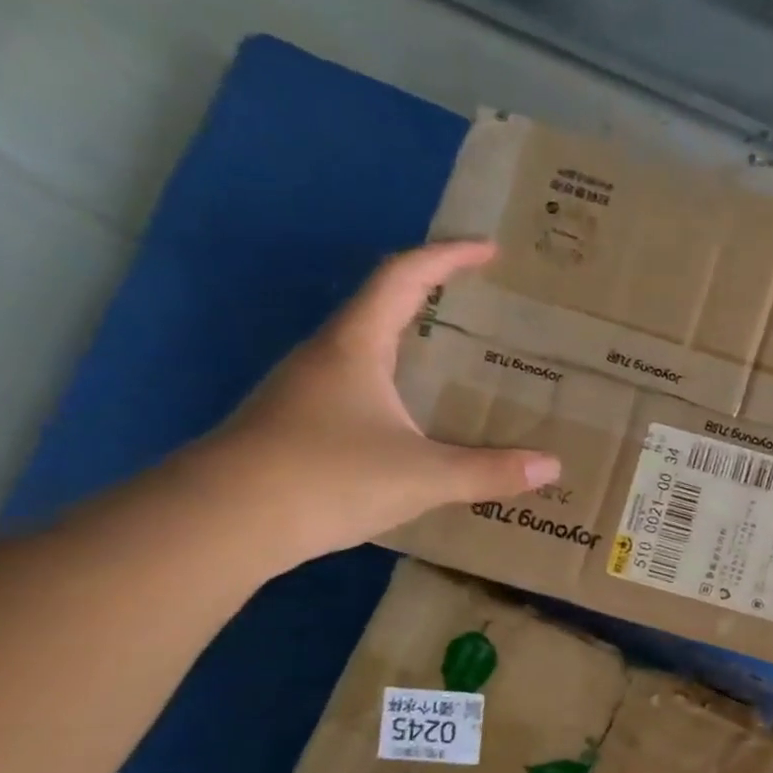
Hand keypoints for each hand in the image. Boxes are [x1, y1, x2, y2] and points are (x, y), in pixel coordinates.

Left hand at [197, 241, 557, 564]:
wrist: (221, 522)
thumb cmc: (326, 477)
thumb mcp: (423, 476)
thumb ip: (490, 471)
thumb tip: (551, 466)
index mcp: (355, 347)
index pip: (403, 278)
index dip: (446, 257)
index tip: (488, 250)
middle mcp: (327, 357)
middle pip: (382, 307)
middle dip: (433, 298)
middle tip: (482, 309)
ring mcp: (307, 391)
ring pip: (368, 350)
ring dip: (413, 344)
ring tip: (459, 362)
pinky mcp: (300, 425)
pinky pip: (360, 388)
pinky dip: (398, 386)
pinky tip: (419, 420)